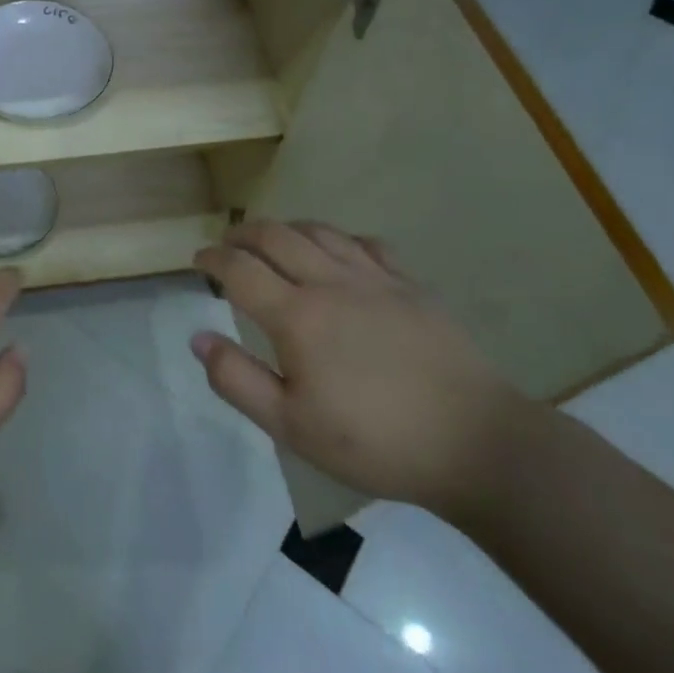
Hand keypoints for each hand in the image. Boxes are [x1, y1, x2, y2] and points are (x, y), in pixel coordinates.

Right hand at [191, 221, 538, 514]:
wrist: (475, 443)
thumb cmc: (374, 441)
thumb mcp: (291, 426)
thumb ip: (237, 380)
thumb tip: (199, 338)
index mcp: (296, 315)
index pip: (239, 269)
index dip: (212, 259)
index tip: (198, 260)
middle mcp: (331, 283)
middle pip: (276, 236)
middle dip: (243, 234)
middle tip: (228, 244)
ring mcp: (375, 279)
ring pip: (320, 231)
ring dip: (287, 229)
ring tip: (274, 240)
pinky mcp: (411, 286)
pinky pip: (367, 244)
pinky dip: (340, 240)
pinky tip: (339, 253)